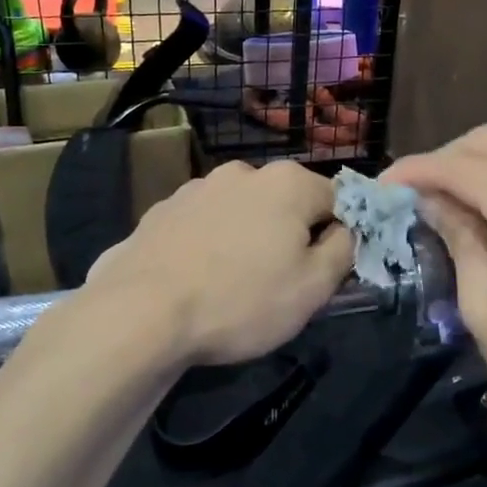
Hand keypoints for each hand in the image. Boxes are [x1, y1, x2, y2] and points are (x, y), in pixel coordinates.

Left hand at [86, 160, 352, 366]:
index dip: (340, 237)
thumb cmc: (241, 301)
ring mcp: (197, 188)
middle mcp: (243, 172)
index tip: (325, 272)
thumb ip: (345, 250)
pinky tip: (198, 279)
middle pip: (288, 203)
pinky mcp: (161, 210)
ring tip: (233, 285)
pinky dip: (210, 245)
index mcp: (288, 182)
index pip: (338, 200)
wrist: (140, 314)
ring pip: (243, 212)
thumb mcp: (314, 288)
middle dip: (292, 235)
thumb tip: (347, 230)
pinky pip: (204, 225)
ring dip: (249, 237)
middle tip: (281, 283)